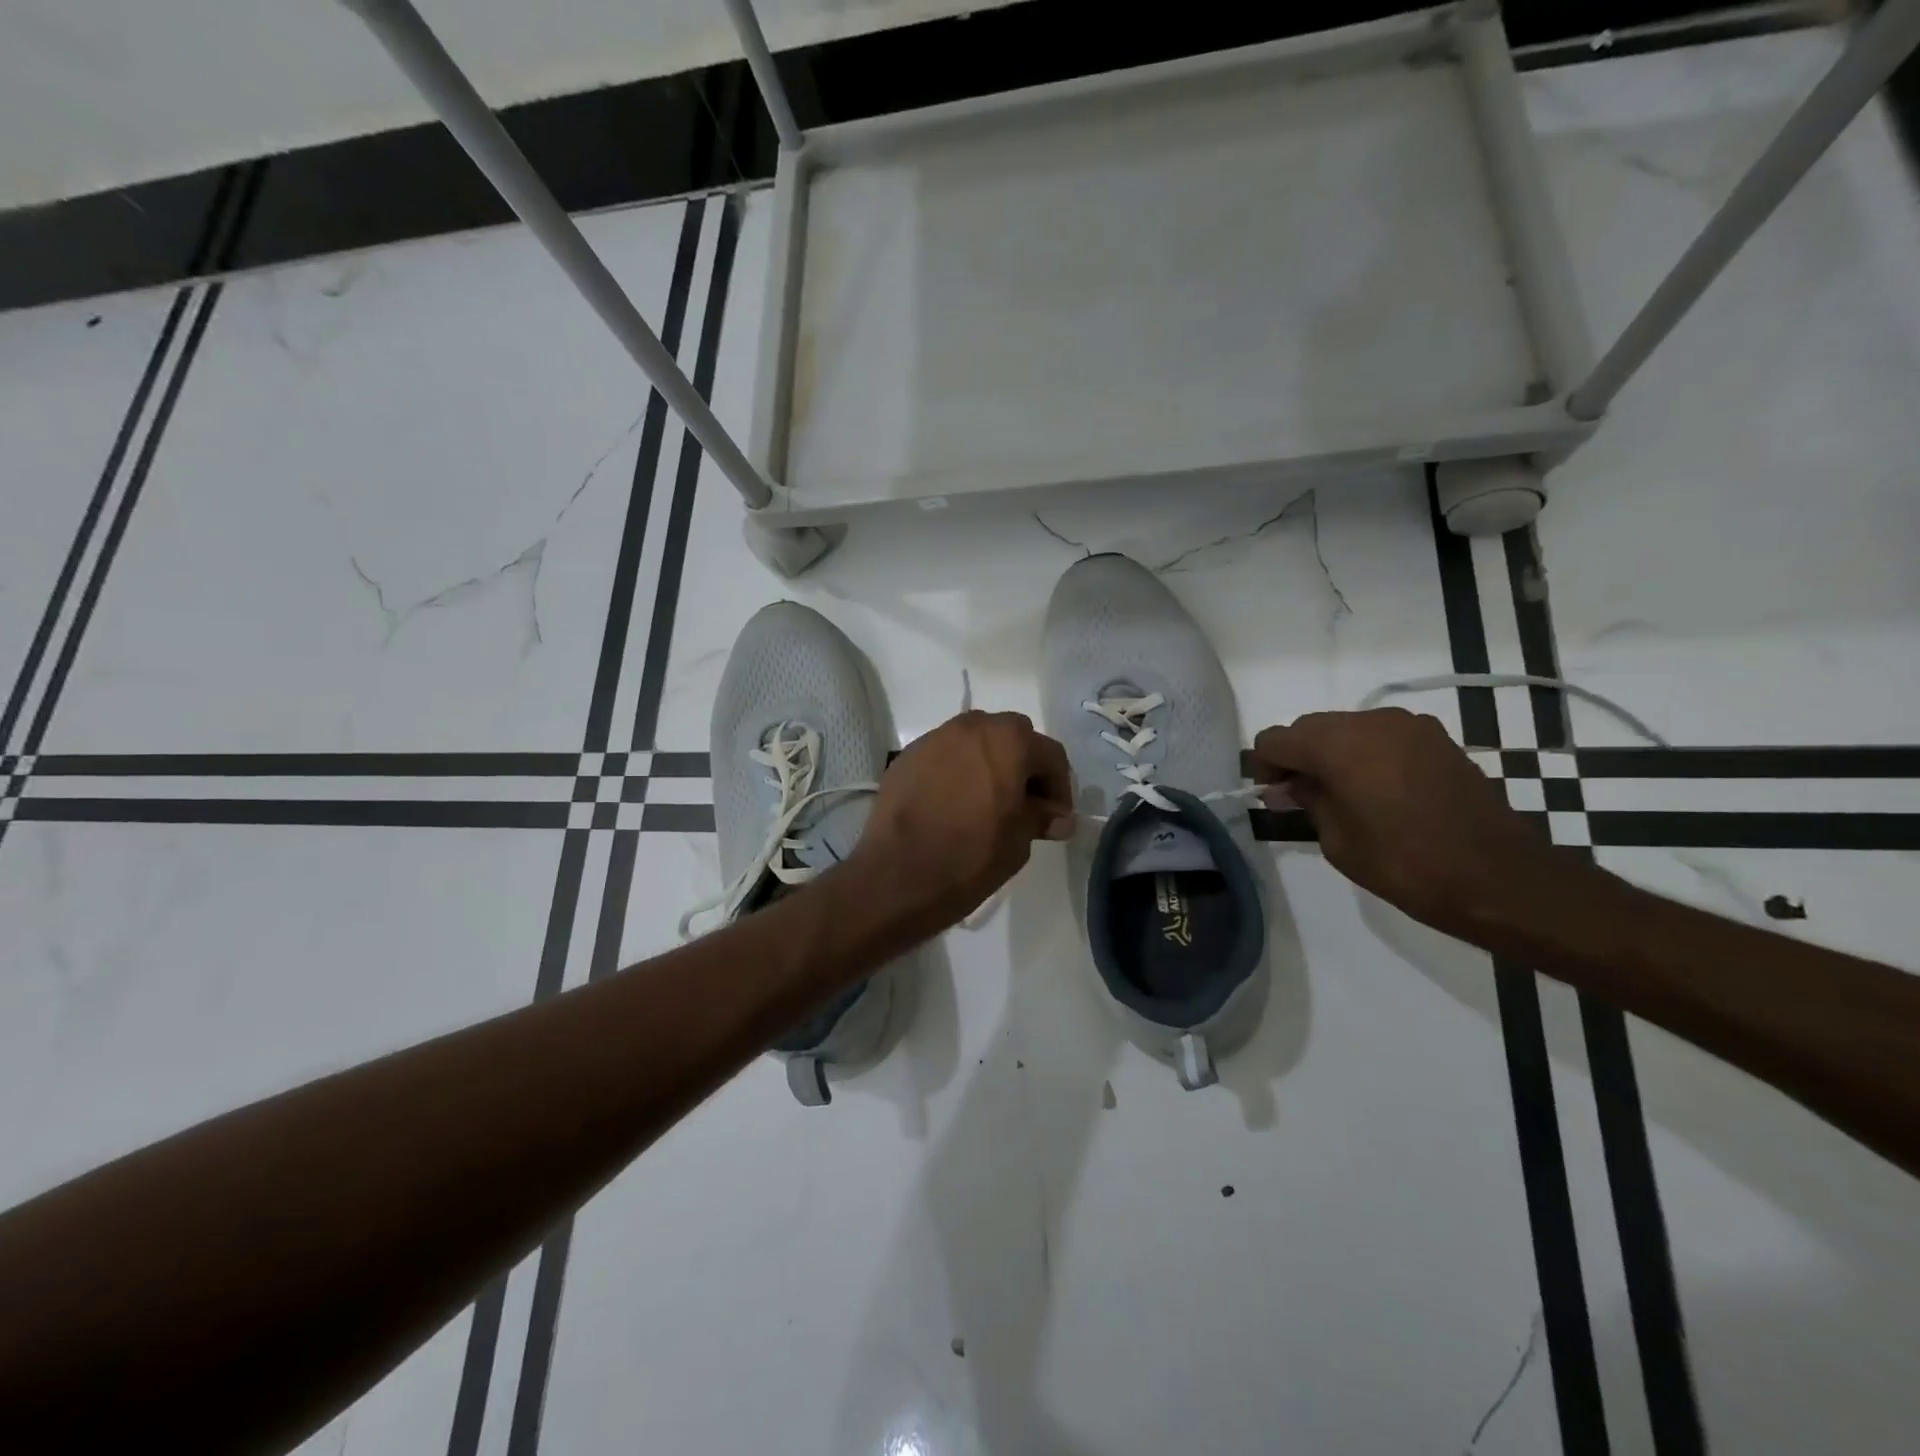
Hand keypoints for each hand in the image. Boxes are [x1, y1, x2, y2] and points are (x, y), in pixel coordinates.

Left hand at [850, 710, 1074, 936]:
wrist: (898, 875)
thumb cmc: (971, 855)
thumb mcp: (1019, 839)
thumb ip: (1040, 817)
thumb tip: (1057, 817)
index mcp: (1009, 740)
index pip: (1050, 755)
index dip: (1059, 788)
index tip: (1056, 818)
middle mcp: (972, 727)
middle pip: (1011, 738)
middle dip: (1023, 767)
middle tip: (1024, 804)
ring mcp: (934, 738)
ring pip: (975, 742)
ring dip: (988, 764)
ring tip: (987, 803)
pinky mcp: (907, 757)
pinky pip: (944, 756)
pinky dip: (956, 771)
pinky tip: (953, 804)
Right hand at [1252, 708, 1546, 939]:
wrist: (1499, 877)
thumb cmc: (1406, 865)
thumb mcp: (1338, 840)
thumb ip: (1308, 801)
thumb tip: (1289, 786)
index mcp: (1337, 745)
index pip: (1276, 739)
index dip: (1266, 767)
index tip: (1275, 798)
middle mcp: (1370, 721)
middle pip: (1310, 727)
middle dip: (1298, 758)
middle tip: (1302, 799)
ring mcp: (1409, 725)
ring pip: (1346, 728)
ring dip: (1333, 754)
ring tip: (1344, 796)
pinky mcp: (1437, 738)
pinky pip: (1382, 736)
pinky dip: (1367, 755)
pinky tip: (1379, 792)